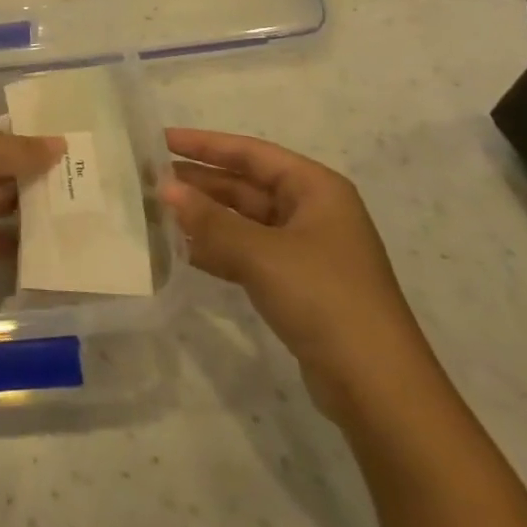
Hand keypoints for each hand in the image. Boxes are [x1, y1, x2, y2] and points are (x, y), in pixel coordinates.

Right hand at [162, 128, 435, 423]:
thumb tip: (164, 188)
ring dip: (204, 217)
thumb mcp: (262, 253)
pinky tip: (181, 250)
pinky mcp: (296, 285)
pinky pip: (247, 253)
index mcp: (316, 189)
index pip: (251, 153)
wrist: (377, 386)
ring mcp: (305, 251)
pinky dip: (217, 249)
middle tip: (150, 179)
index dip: (205, 144)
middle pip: (246, 186)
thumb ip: (210, 220)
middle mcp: (312, 212)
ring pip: (244, 221)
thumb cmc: (324, 298)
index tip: (161, 140)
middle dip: (200, 182)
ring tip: (156, 211)